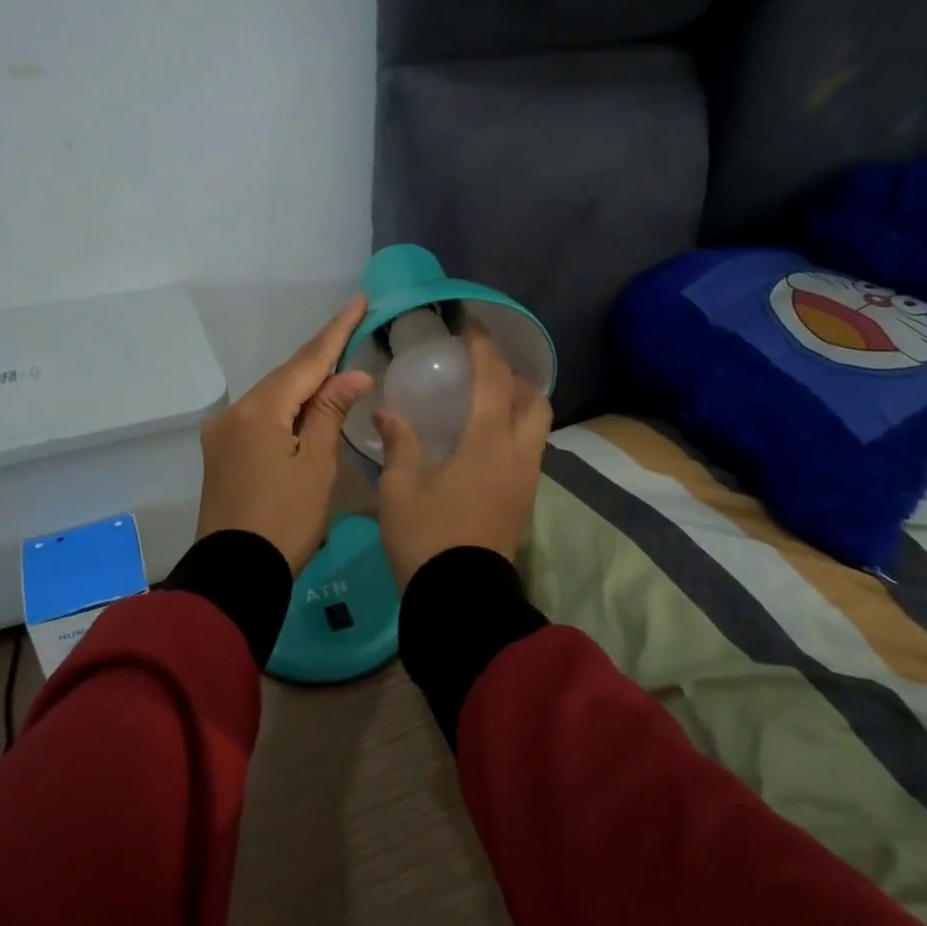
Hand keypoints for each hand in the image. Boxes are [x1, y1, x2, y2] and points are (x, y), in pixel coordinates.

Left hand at [195, 295, 373, 573]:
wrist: (234, 573)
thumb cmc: (286, 520)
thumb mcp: (317, 465)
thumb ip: (331, 412)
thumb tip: (352, 374)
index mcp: (260, 410)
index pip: (307, 361)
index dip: (336, 331)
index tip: (358, 301)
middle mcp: (235, 412)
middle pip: (286, 376)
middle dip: (321, 357)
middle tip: (354, 331)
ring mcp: (223, 432)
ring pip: (273, 397)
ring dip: (305, 385)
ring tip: (339, 370)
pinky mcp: (221, 452)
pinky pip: (261, 417)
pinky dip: (287, 408)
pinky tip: (307, 408)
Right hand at [373, 324, 552, 588]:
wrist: (460, 600)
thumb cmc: (426, 536)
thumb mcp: (400, 487)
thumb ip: (399, 442)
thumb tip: (388, 411)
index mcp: (488, 443)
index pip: (494, 380)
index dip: (484, 347)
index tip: (471, 325)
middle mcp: (518, 455)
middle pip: (535, 400)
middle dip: (514, 376)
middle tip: (483, 370)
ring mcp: (527, 480)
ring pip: (538, 427)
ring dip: (518, 404)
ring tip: (484, 401)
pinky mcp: (524, 501)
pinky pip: (530, 450)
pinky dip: (515, 432)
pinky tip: (484, 441)